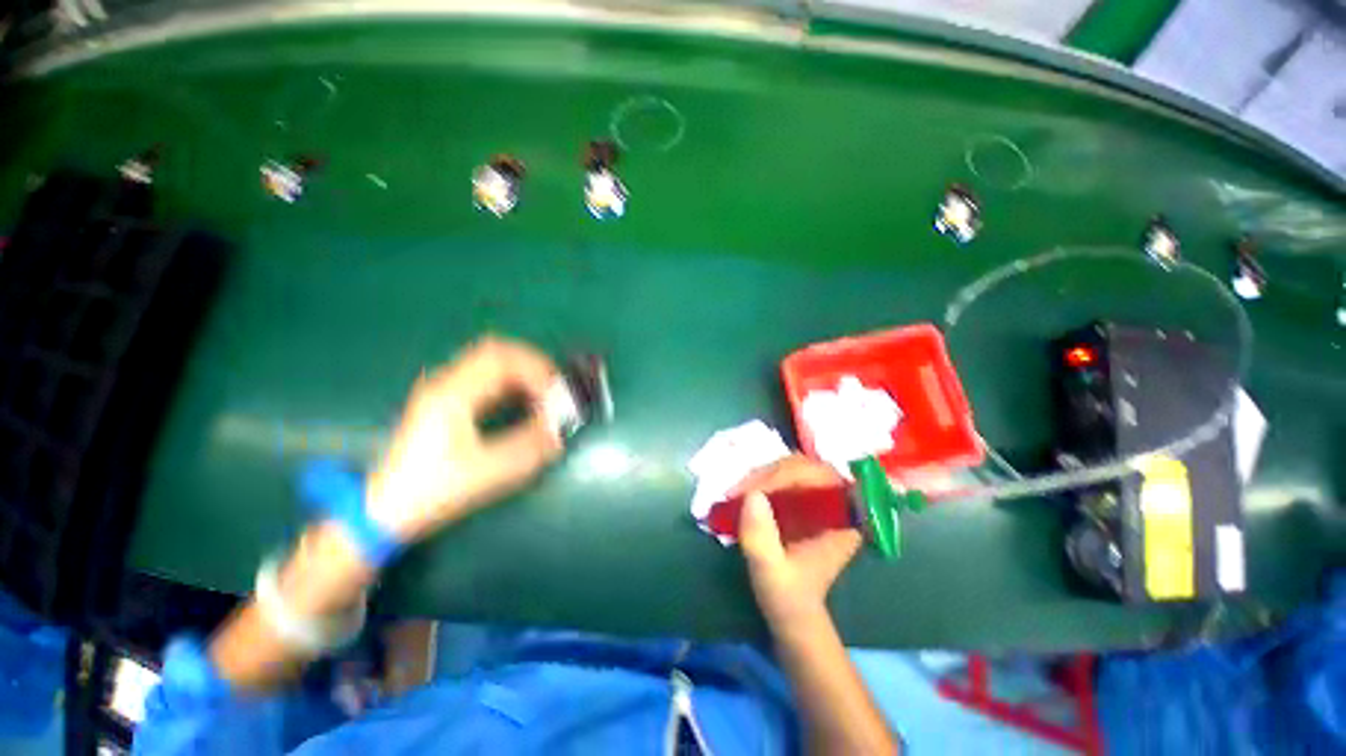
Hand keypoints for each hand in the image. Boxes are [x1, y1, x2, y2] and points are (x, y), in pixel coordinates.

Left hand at [365, 337, 564, 543]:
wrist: (385, 510)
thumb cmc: (432, 490)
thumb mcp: (486, 472)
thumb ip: (528, 448)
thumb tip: (560, 432)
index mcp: (452, 394)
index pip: (501, 358)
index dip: (536, 370)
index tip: (556, 395)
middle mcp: (446, 383)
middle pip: (497, 351)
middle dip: (533, 364)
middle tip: (556, 387)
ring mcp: (445, 390)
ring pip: (492, 362)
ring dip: (523, 373)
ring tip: (545, 396)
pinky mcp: (448, 401)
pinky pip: (487, 378)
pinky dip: (512, 383)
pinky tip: (524, 403)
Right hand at [732, 456, 862, 625]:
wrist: (793, 616)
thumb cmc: (788, 598)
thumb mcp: (771, 573)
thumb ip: (761, 539)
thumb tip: (751, 495)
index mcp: (845, 519)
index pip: (820, 475)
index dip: (786, 474)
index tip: (753, 490)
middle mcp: (840, 502)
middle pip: (805, 466)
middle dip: (768, 474)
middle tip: (738, 491)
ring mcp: (823, 499)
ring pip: (793, 467)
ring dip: (762, 476)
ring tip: (737, 493)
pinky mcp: (807, 500)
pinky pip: (785, 476)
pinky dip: (762, 480)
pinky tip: (744, 494)